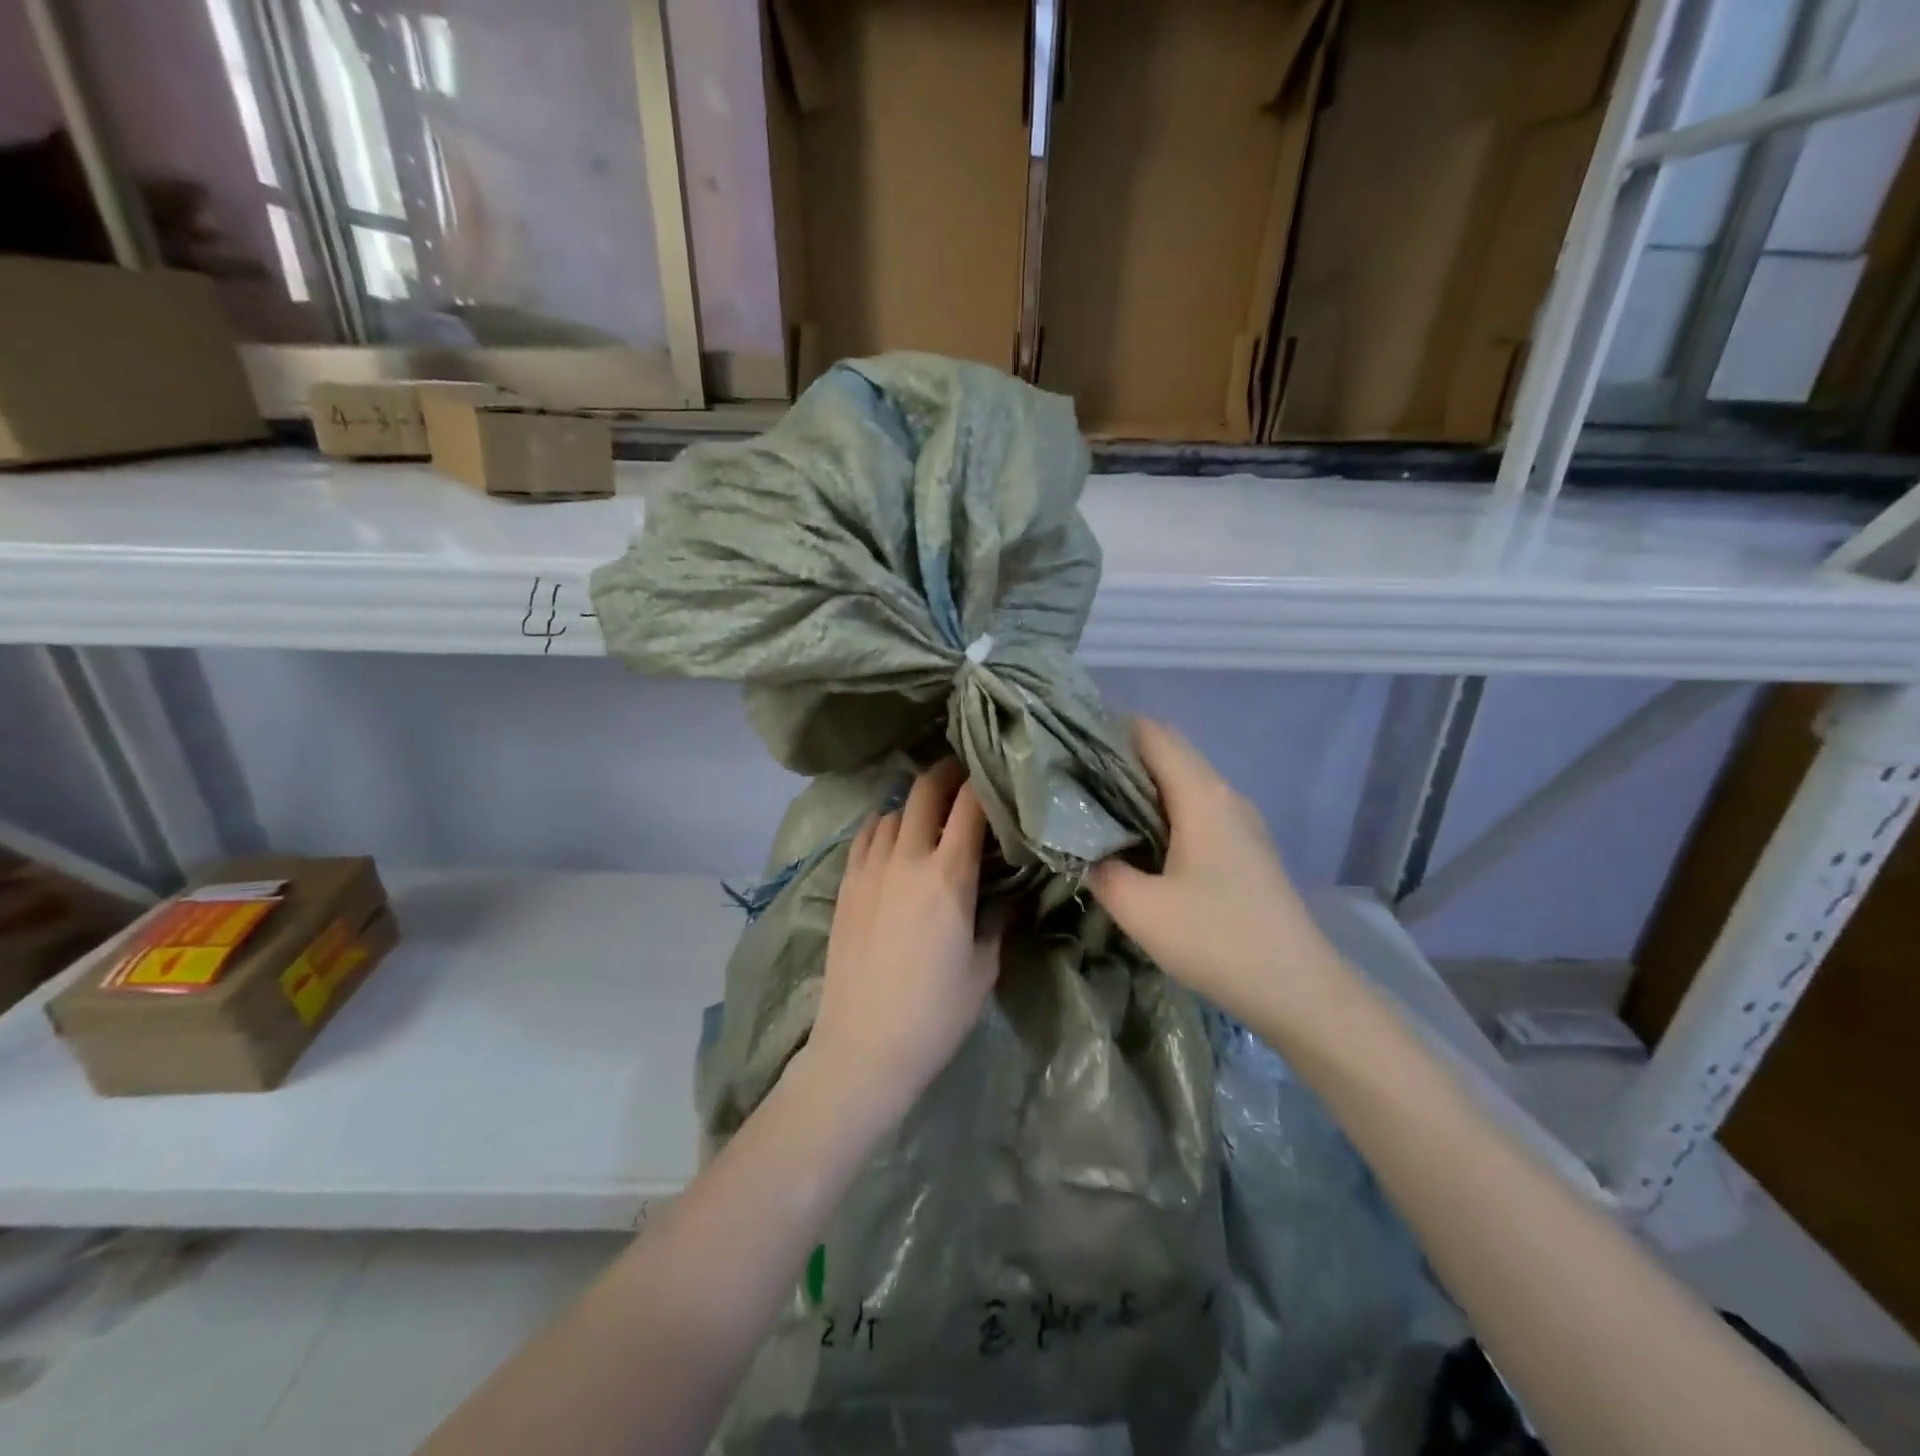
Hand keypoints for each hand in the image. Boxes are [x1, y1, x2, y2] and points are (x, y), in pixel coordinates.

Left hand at [805, 760, 1000, 1122]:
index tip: (997, 775)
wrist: (864, 1046)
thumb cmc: (936, 1013)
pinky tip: (891, 835)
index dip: (984, 783)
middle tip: (963, 772)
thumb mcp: (984, 968)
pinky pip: (863, 837)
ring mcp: (869, 869)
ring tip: (929, 812)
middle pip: (924, 793)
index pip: (970, 807)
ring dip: (914, 804)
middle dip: (946, 774)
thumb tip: (1004, 895)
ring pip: (892, 812)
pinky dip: (881, 825)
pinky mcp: (845, 885)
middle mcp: (907, 859)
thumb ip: (996, 921)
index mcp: (949, 876)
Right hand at [1088, 719, 1340, 1025]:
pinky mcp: (1246, 846)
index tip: (1069, 750)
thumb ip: (1100, 870)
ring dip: (1143, 786)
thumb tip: (1082, 848)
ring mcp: (1241, 820)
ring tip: (1098, 809)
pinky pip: (1197, 807)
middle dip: (1121, 757)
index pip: (1152, 733)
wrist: (1299, 989)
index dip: (1108, 731)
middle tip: (1075, 781)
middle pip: (1169, 751)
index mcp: (1201, 795)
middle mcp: (1225, 794)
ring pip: (1184, 781)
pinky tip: (1140, 842)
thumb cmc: (1217, 940)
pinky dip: (1164, 809)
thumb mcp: (1141, 910)